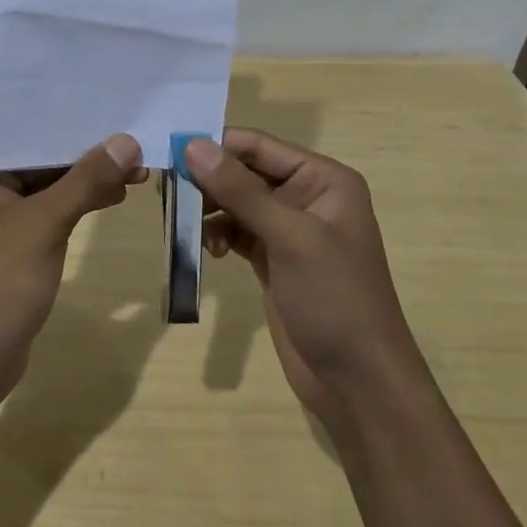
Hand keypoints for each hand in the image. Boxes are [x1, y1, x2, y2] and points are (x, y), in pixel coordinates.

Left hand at [0, 136, 144, 400]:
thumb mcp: (43, 226)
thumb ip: (85, 181)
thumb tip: (128, 141)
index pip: (18, 128)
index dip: (63, 115)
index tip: (105, 100)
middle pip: (33, 156)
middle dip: (82, 151)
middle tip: (132, 138)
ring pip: (42, 184)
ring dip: (83, 179)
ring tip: (135, 168)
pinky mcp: (4, 243)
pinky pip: (42, 210)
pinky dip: (73, 204)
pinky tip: (111, 196)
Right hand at [187, 130, 419, 434]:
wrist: (358, 382)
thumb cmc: (335, 298)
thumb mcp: (290, 238)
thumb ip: (240, 190)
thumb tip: (192, 145)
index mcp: (323, 179)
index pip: (259, 145)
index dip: (216, 144)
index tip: (169, 151)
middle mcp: (306, 195)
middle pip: (244, 170)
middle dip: (208, 179)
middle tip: (167, 191)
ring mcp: (289, 229)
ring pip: (236, 201)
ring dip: (210, 208)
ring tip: (183, 222)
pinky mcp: (273, 258)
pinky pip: (237, 230)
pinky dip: (219, 234)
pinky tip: (210, 250)